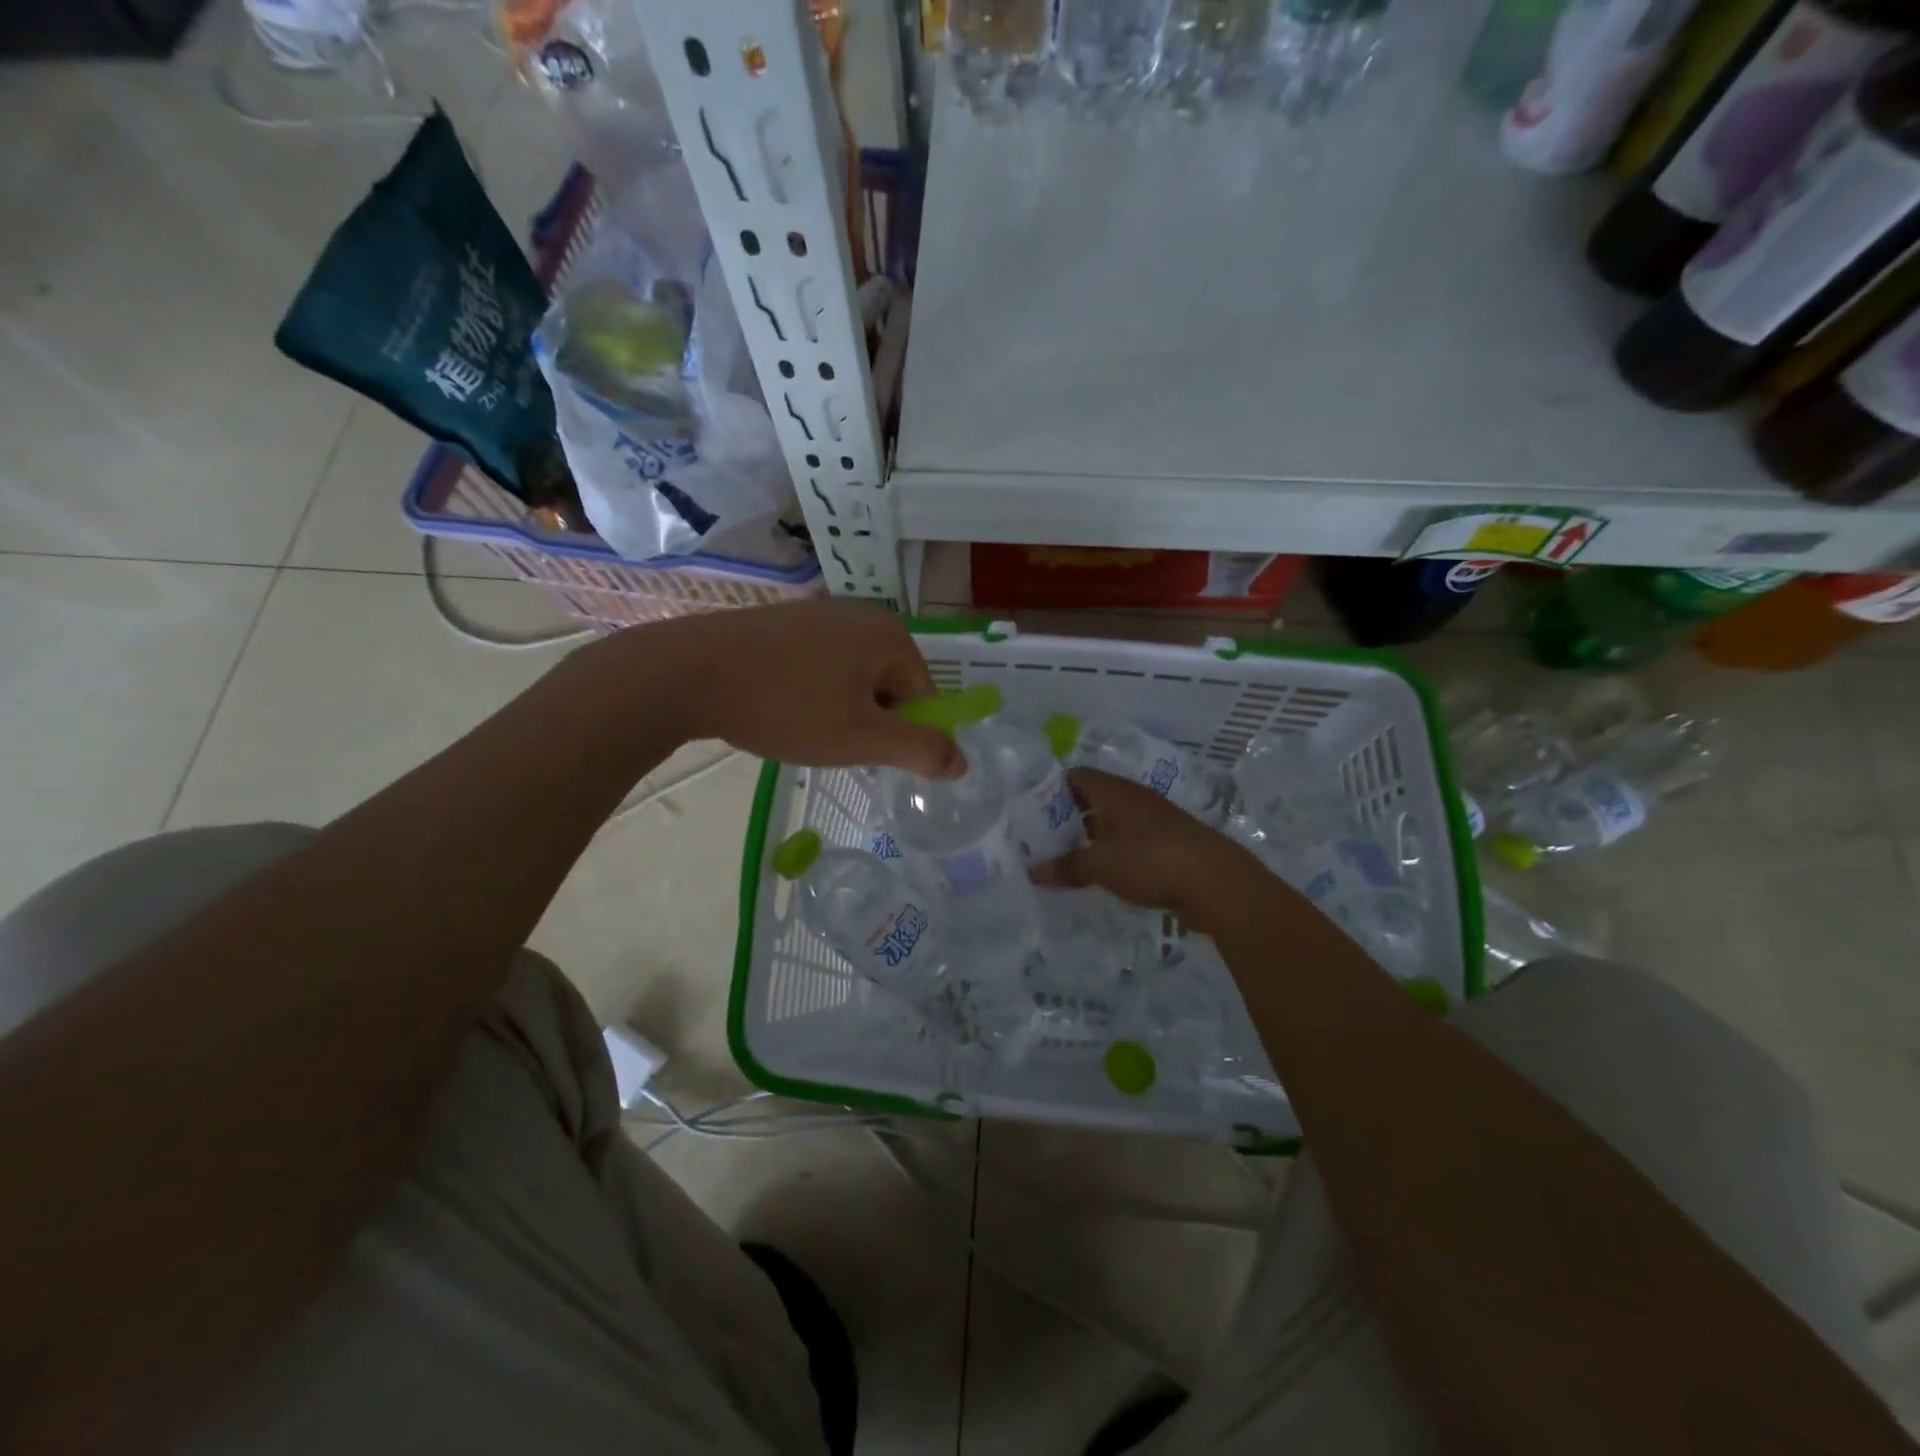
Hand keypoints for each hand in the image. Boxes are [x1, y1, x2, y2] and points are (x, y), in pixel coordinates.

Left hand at [636, 600, 962, 776]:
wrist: (688, 673)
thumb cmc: (786, 706)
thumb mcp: (862, 739)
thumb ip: (920, 750)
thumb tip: (963, 762)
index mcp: (890, 635)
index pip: (925, 695)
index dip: (901, 732)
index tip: (864, 750)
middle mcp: (862, 614)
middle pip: (889, 684)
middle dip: (869, 719)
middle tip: (831, 741)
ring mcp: (819, 613)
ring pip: (852, 676)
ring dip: (839, 708)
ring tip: (801, 727)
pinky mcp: (783, 621)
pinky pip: (818, 664)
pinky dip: (810, 690)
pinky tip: (779, 707)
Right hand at [1032, 768, 1261, 929]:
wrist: (1215, 880)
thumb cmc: (1149, 859)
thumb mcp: (1100, 864)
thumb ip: (1065, 866)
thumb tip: (1032, 872)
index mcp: (1113, 791)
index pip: (1074, 776)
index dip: (1050, 790)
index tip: (1029, 812)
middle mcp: (1131, 798)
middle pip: (1090, 799)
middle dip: (1065, 817)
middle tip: (1040, 839)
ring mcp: (1151, 819)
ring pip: (1110, 821)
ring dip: (1088, 836)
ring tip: (1063, 858)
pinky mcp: (1165, 842)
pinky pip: (1127, 840)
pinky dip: (1110, 851)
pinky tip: (1099, 872)